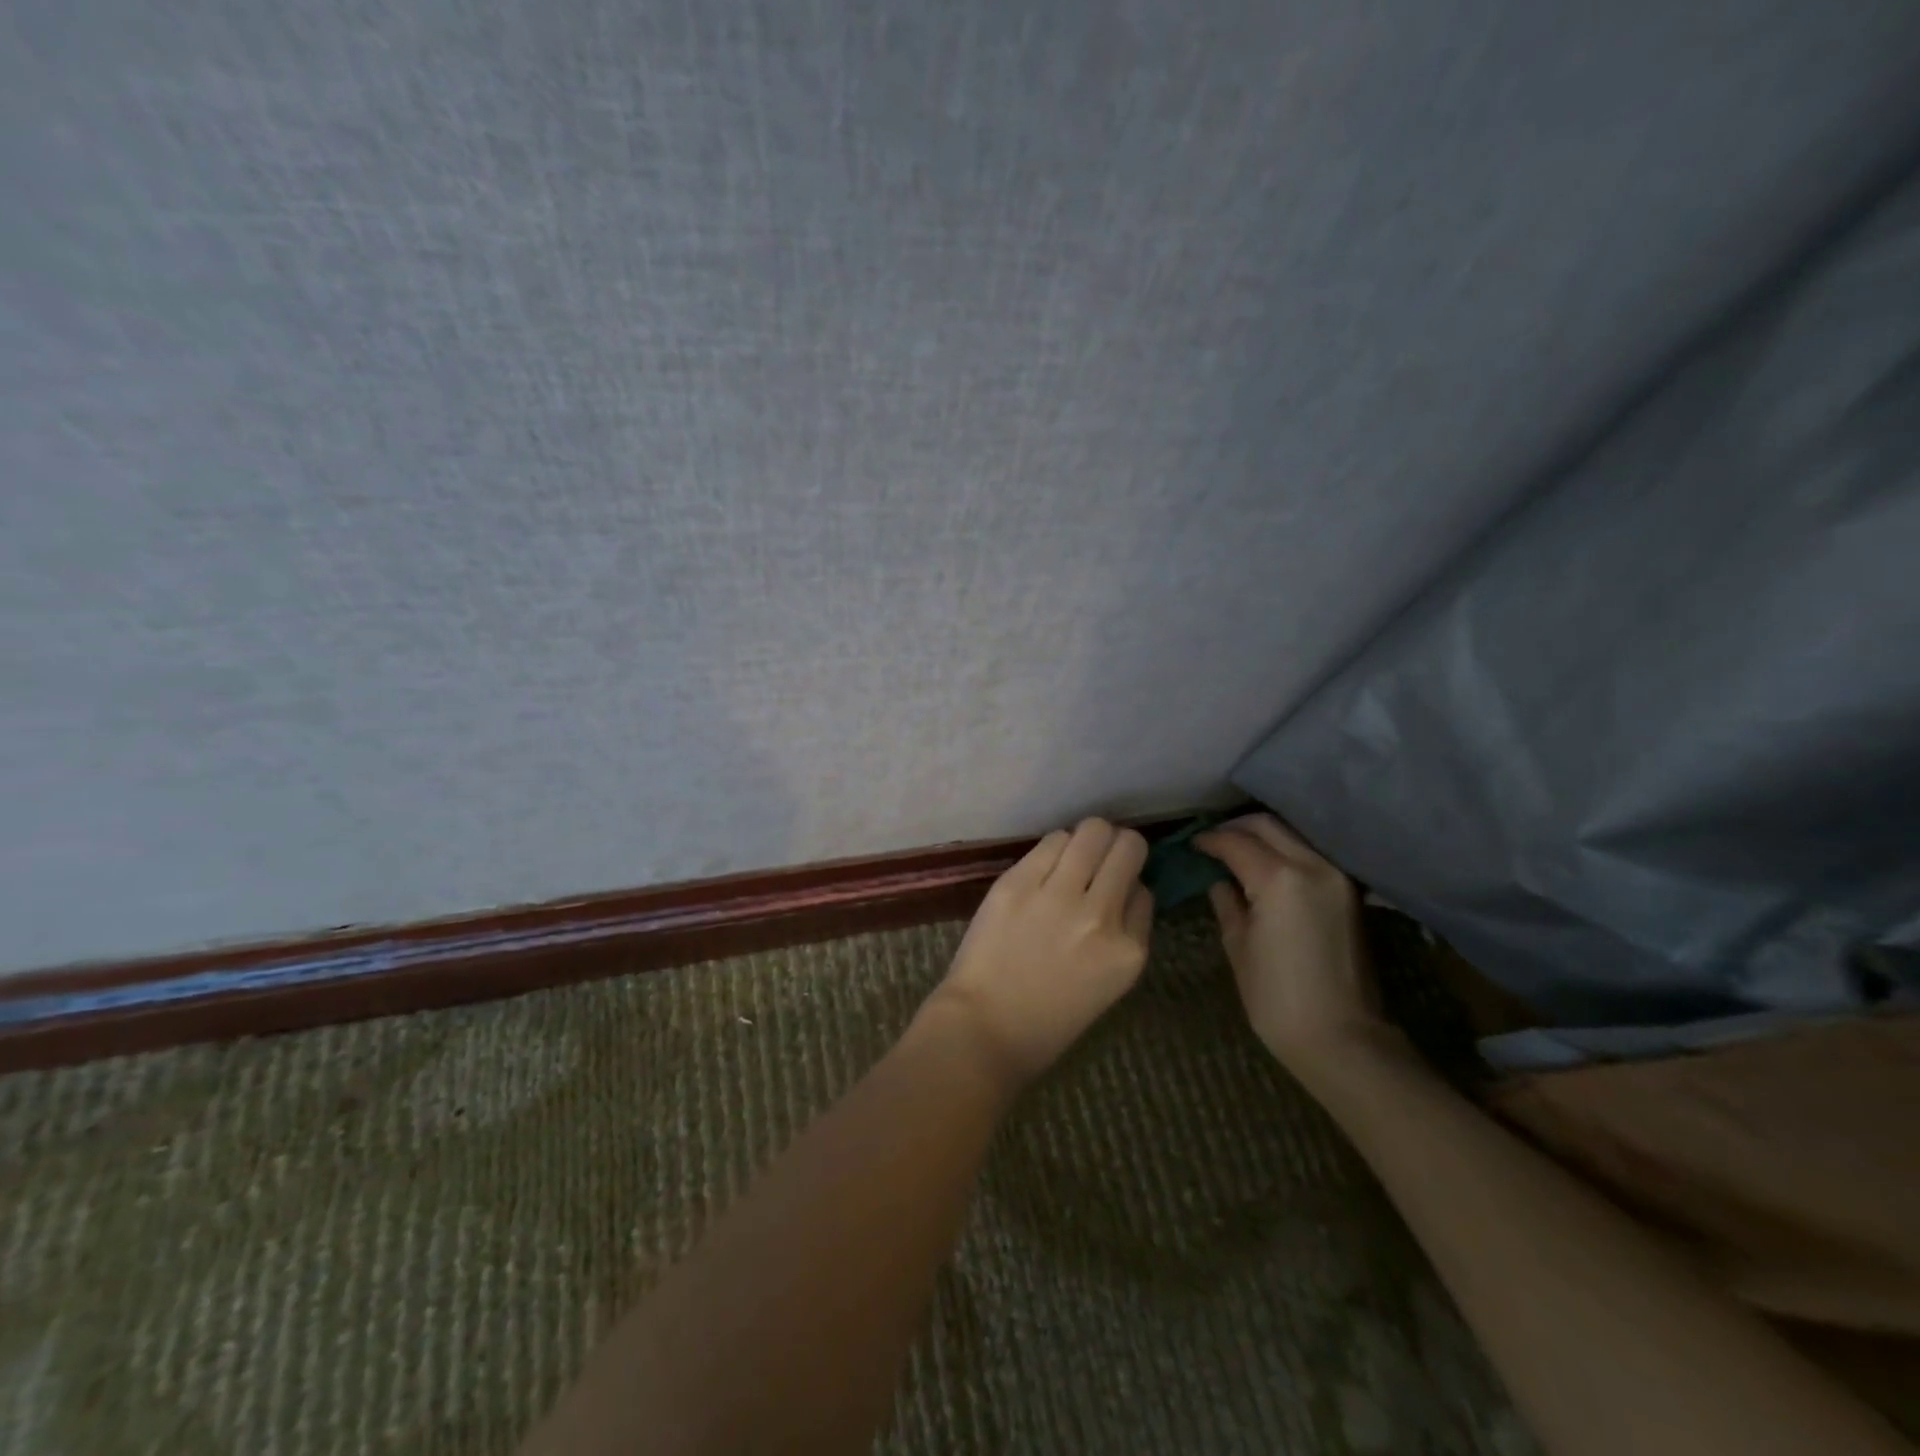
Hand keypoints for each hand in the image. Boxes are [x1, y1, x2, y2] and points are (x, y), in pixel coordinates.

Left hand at [931, 818, 1153, 1085]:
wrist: (985, 1028)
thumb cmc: (1049, 1019)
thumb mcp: (1110, 983)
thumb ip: (1125, 933)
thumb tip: (1126, 886)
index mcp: (1129, 951)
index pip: (1145, 891)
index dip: (1129, 886)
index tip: (1113, 893)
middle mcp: (1100, 916)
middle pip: (1128, 846)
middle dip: (1118, 847)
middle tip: (1100, 858)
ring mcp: (1057, 896)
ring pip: (1092, 831)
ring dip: (1086, 840)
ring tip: (1072, 858)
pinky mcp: (1018, 882)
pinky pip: (1052, 840)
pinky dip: (1054, 847)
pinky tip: (1045, 865)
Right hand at [1196, 814, 1392, 1086]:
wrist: (1342, 1038)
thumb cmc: (1276, 998)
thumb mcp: (1238, 946)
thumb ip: (1226, 901)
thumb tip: (1219, 880)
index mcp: (1278, 879)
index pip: (1235, 842)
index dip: (1209, 840)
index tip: (1191, 845)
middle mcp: (1312, 865)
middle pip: (1267, 825)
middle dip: (1235, 828)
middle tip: (1211, 842)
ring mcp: (1336, 876)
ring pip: (1291, 834)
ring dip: (1261, 835)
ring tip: (1235, 851)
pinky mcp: (1348, 891)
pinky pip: (1308, 853)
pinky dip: (1283, 850)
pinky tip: (1265, 867)